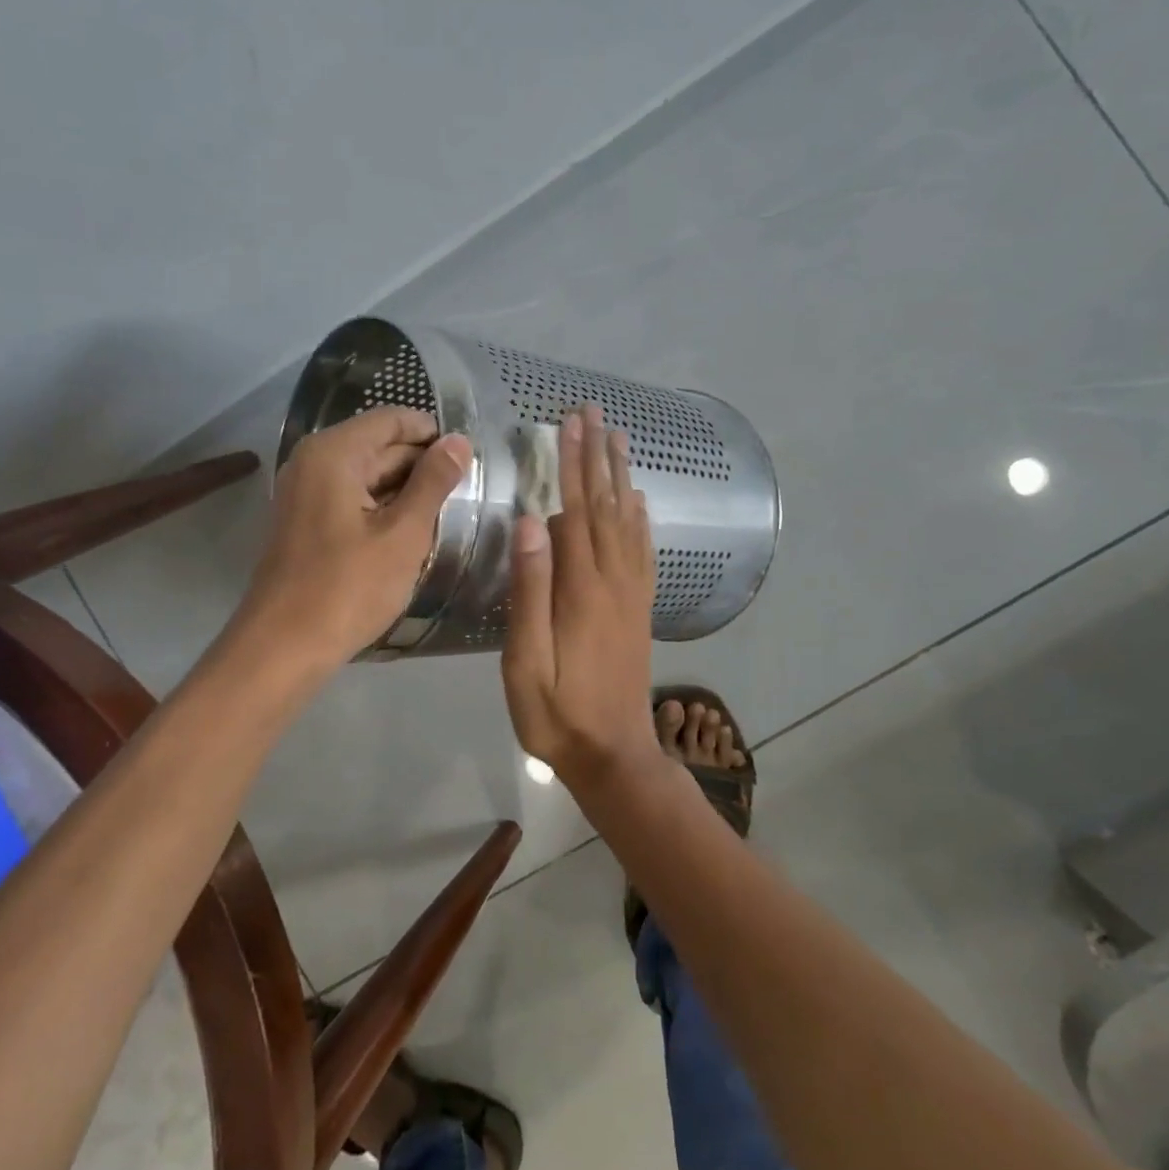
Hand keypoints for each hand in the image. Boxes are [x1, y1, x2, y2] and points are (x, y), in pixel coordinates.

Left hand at [241, 406, 471, 668]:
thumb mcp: (404, 533)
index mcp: (334, 453)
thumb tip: (459, 441)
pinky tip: (414, 530)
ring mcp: (306, 492)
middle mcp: (314, 461)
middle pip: (380, 445)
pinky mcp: (307, 522)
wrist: (285, 647)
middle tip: (469, 489)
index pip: (392, 419)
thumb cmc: (348, 587)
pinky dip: (384, 508)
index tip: (470, 458)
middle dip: (423, 463)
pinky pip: (353, 499)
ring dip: (406, 490)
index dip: (433, 433)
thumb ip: (434, 481)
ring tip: (449, 510)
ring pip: (368, 475)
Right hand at [501, 405, 658, 783]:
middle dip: (598, 456)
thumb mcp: (526, 661)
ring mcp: (632, 595)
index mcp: (582, 589)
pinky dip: (641, 519)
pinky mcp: (640, 609)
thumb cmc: (557, 713)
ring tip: (620, 440)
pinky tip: (638, 502)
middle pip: (606, 506)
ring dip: (621, 477)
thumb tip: (532, 521)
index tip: (571, 423)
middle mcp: (613, 581)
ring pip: (628, 522)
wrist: (614, 755)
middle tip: (594, 413)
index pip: (576, 510)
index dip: (573, 464)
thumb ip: (529, 590)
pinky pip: (643, 552)